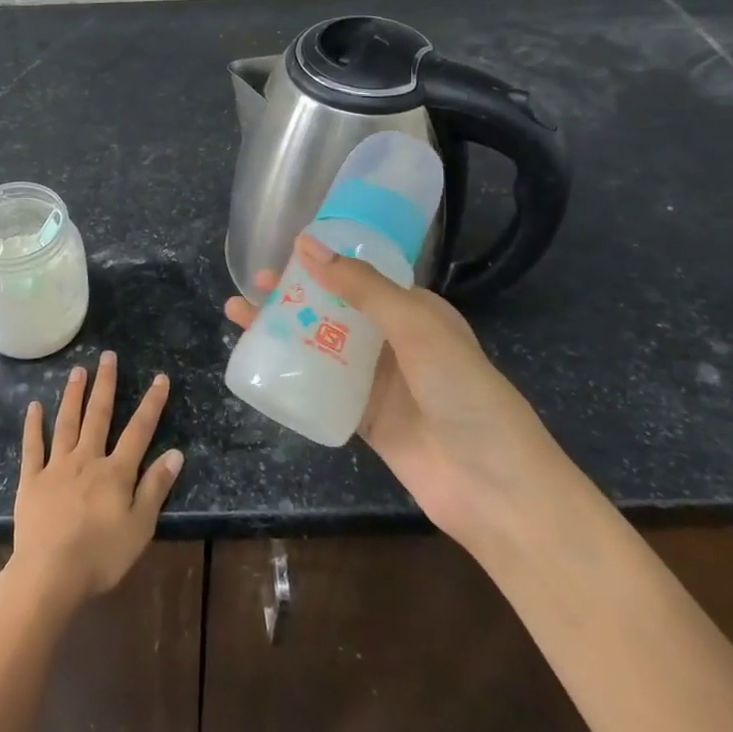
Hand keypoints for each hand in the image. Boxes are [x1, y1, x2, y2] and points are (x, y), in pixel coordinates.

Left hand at [7, 351, 182, 616]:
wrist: (50, 574)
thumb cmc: (101, 556)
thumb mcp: (140, 527)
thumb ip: (155, 488)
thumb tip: (175, 453)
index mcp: (116, 472)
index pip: (139, 430)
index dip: (151, 404)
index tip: (160, 378)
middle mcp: (87, 460)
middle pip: (98, 416)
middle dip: (105, 384)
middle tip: (108, 356)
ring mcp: (56, 467)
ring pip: (66, 423)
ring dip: (73, 395)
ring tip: (77, 370)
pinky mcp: (31, 480)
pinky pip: (33, 447)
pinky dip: (33, 425)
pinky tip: (34, 406)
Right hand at [224, 234, 552, 538]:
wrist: (493, 487)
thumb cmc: (462, 392)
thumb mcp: (415, 326)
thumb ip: (361, 287)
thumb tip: (306, 244)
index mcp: (415, 310)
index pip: (361, 275)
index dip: (323, 262)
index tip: (282, 252)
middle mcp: (394, 340)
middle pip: (334, 308)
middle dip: (293, 295)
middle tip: (252, 285)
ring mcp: (378, 382)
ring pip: (320, 346)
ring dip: (283, 331)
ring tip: (238, 317)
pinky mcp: (364, 418)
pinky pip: (320, 387)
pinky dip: (291, 373)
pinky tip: (259, 363)